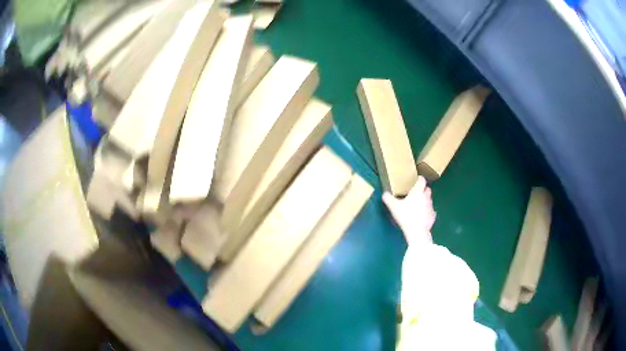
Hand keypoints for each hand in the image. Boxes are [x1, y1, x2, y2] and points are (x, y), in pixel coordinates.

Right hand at [383, 176, 435, 244]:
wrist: (417, 231)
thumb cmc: (405, 215)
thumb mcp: (393, 207)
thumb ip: (388, 198)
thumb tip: (385, 193)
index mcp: (417, 192)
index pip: (422, 180)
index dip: (419, 179)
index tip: (416, 180)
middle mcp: (426, 197)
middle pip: (428, 189)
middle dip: (423, 189)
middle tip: (416, 194)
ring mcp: (431, 206)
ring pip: (429, 200)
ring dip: (425, 201)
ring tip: (418, 206)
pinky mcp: (433, 216)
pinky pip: (431, 211)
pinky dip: (427, 211)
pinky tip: (422, 216)